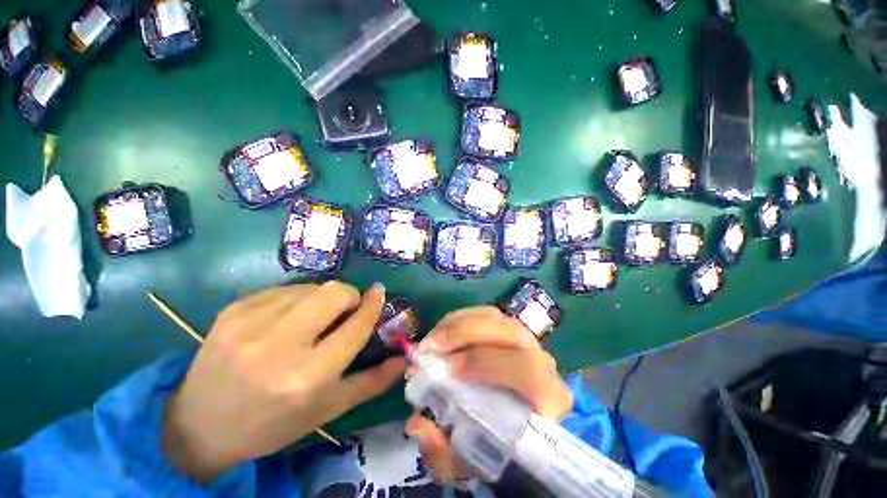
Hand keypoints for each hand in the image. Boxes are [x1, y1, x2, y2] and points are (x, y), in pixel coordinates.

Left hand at [163, 282, 404, 482]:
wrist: (199, 425)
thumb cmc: (272, 423)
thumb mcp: (327, 410)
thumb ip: (372, 382)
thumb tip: (404, 358)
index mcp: (308, 376)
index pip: (355, 325)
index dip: (373, 304)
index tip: (380, 292)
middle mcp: (280, 345)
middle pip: (334, 292)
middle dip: (349, 296)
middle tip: (345, 310)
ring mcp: (251, 322)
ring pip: (311, 286)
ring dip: (322, 297)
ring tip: (313, 318)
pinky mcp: (233, 309)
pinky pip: (284, 289)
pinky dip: (297, 298)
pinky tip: (286, 318)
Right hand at [405, 307, 572, 483]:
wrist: (514, 424)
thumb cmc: (498, 443)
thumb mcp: (471, 459)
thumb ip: (446, 451)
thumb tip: (417, 425)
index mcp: (548, 397)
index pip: (529, 370)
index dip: (488, 364)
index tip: (451, 370)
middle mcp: (542, 361)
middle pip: (510, 332)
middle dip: (467, 334)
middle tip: (433, 346)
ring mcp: (525, 339)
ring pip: (495, 317)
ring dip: (459, 323)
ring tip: (433, 339)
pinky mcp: (507, 328)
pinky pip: (483, 313)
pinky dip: (459, 318)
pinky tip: (442, 331)